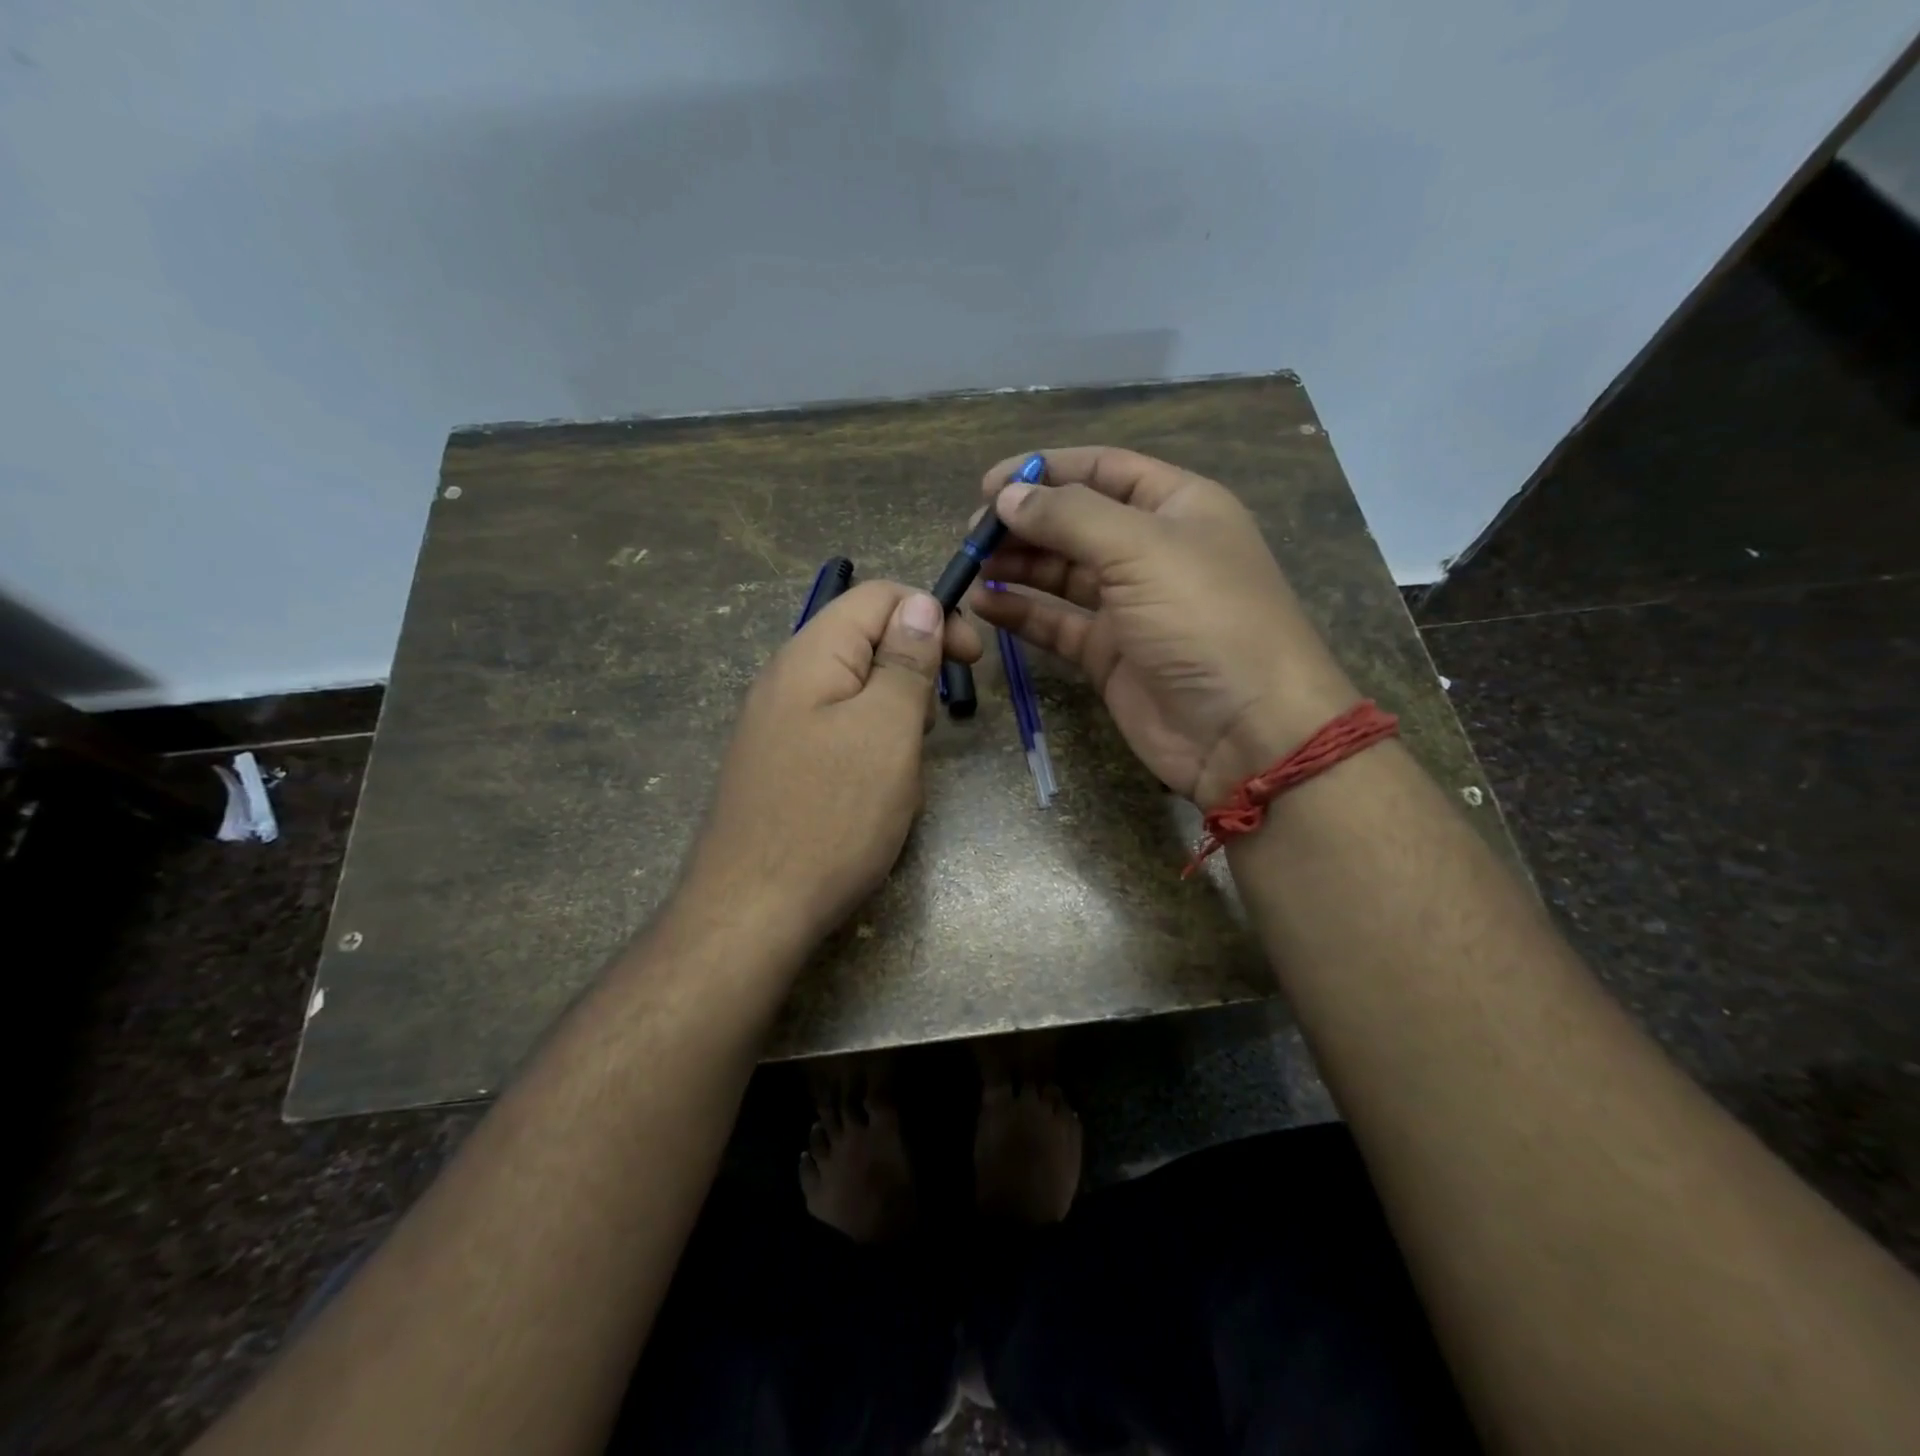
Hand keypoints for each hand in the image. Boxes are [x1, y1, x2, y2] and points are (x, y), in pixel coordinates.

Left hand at [681, 581, 981, 952]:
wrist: (750, 911)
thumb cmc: (831, 816)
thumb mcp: (887, 731)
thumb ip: (905, 661)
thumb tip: (920, 603)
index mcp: (810, 654)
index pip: (878, 596)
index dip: (932, 613)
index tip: (972, 659)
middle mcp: (786, 678)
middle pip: (864, 641)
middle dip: (913, 671)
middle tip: (929, 727)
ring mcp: (776, 724)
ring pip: (854, 692)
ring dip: (894, 716)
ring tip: (902, 768)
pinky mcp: (778, 763)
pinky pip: (836, 732)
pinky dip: (868, 747)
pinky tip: (873, 791)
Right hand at [967, 447, 1356, 807]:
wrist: (1244, 730)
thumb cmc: (1204, 619)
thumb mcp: (1141, 549)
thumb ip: (1069, 517)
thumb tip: (1008, 497)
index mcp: (1177, 507)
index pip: (1103, 470)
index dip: (1046, 470)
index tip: (989, 484)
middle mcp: (1152, 551)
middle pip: (1076, 523)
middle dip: (1025, 523)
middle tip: (972, 535)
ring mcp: (1130, 606)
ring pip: (1062, 575)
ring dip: (1017, 567)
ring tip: (970, 567)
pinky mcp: (1109, 655)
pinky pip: (1057, 624)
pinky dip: (1022, 613)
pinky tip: (985, 606)